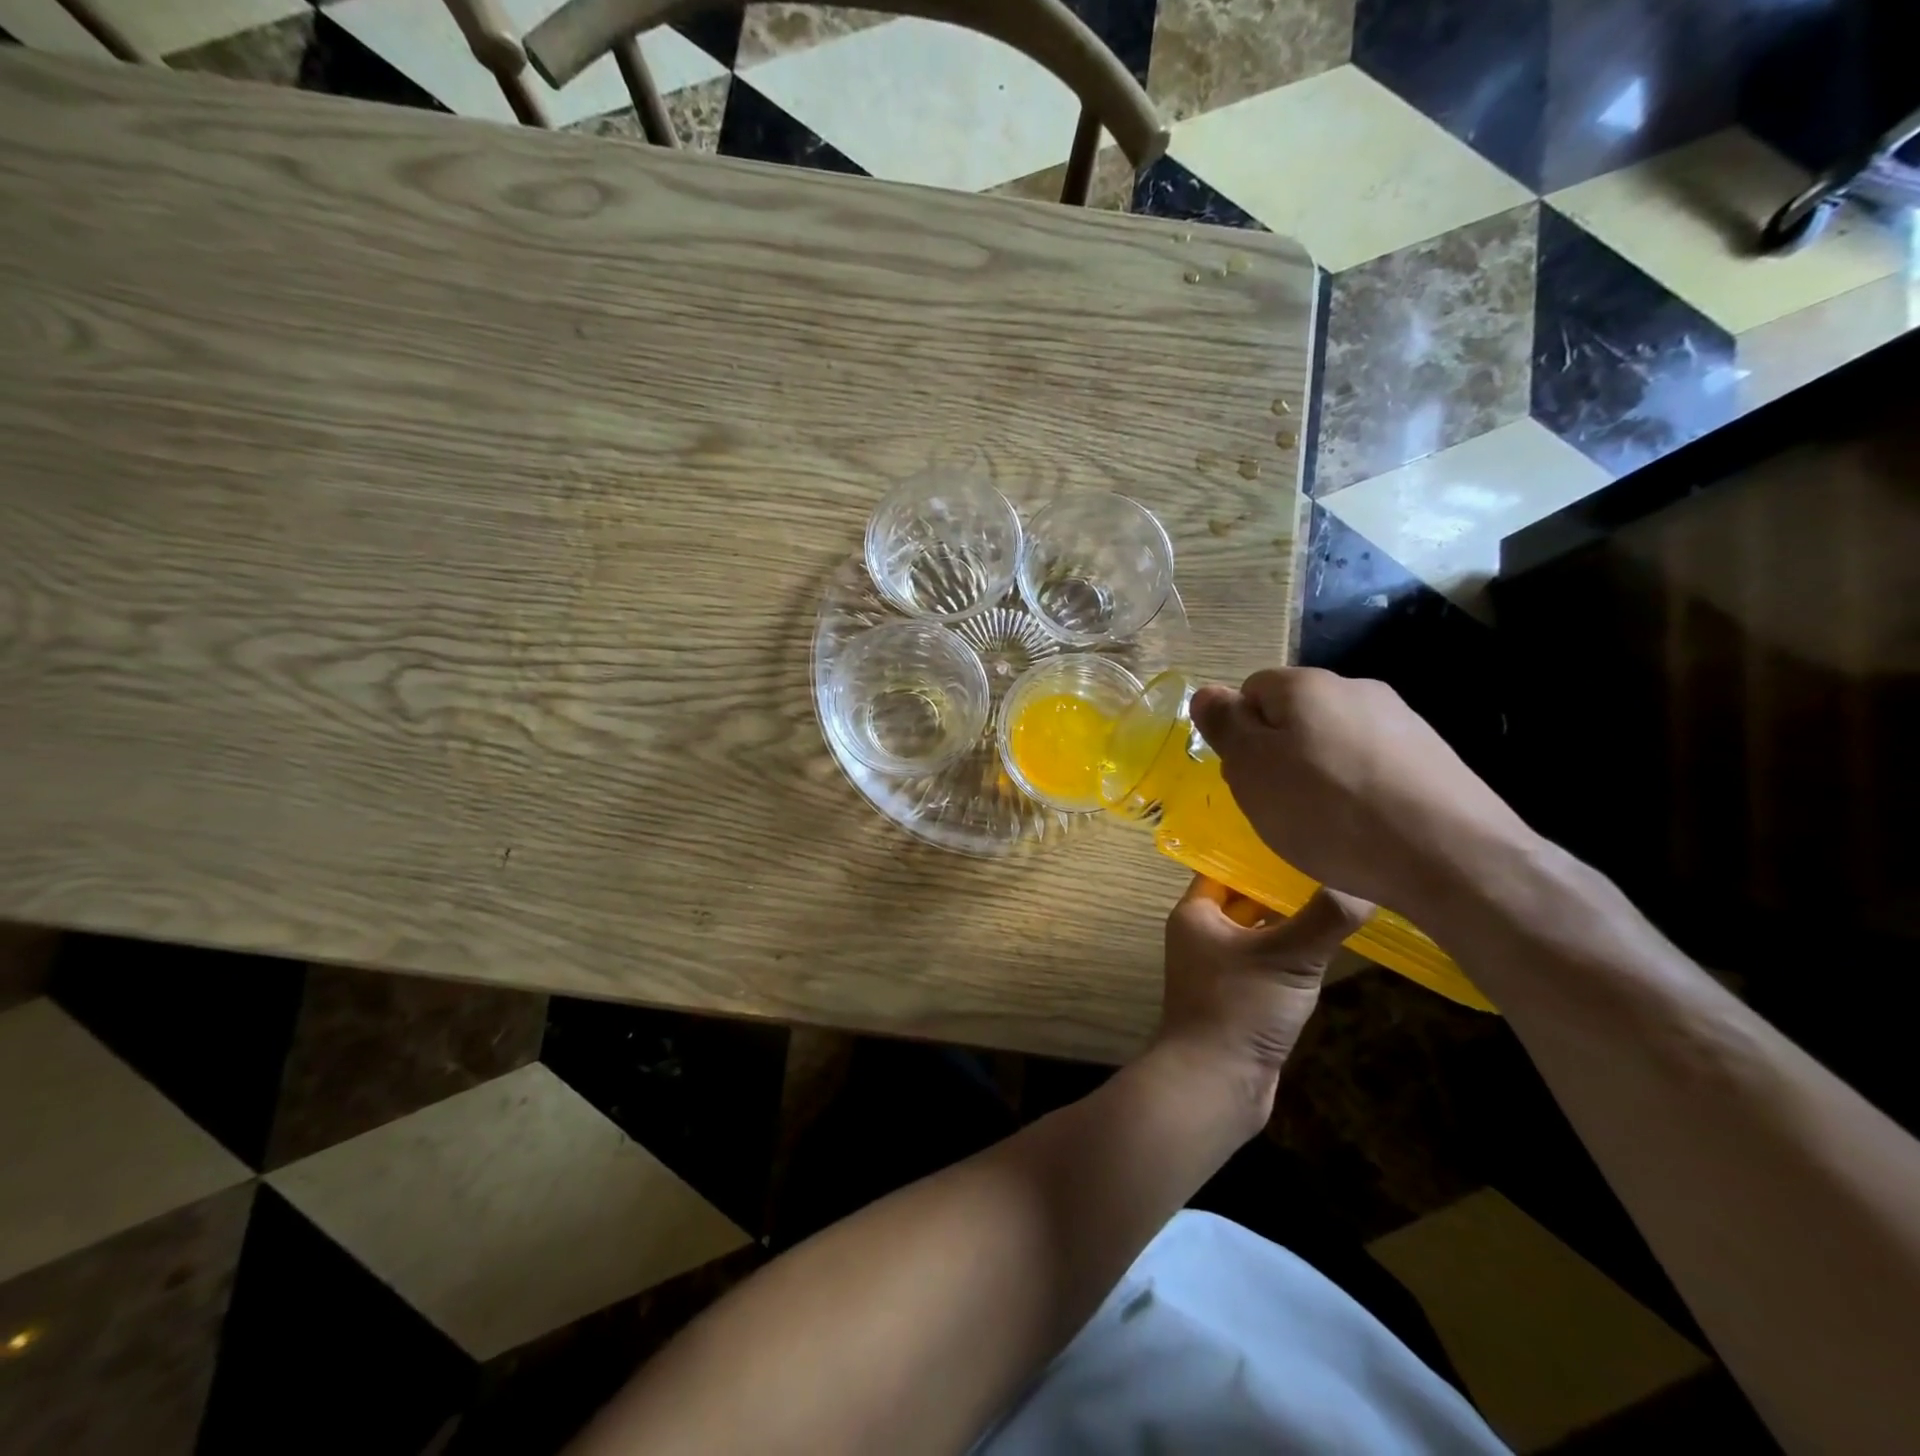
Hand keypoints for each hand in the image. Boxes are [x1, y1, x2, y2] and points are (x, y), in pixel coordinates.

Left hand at [1157, 875, 1373, 1114]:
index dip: (1260, 851)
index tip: (1303, 834)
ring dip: (1292, 917)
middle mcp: (1203, 933)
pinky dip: (1293, 949)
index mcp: (1197, 913)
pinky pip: (1269, 959)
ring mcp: (1222, 966)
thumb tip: (1364, 881)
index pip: (1227, 866)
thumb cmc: (1240, 1007)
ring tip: (1339, 892)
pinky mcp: (1242, 994)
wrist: (1217, 1082)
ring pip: (1261, 929)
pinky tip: (1329, 940)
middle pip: (1246, 896)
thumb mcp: (1288, 957)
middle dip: (1283, 883)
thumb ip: (1325, 918)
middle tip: (1332, 862)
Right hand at [1190, 667, 1532, 911]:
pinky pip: (1373, 766)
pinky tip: (1364, 828)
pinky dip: (1358, 791)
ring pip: (1334, 741)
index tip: (1246, 776)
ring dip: (1318, 773)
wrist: (1452, 857)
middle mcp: (1355, 688)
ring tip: (1324, 824)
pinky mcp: (1434, 758)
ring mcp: (1401, 721)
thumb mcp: (1251, 769)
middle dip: (1278, 753)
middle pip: (1294, 715)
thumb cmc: (1328, 811)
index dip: (1240, 733)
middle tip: (1277, 804)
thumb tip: (1207, 694)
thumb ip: (1224, 725)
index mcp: (1306, 685)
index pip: (1250, 690)